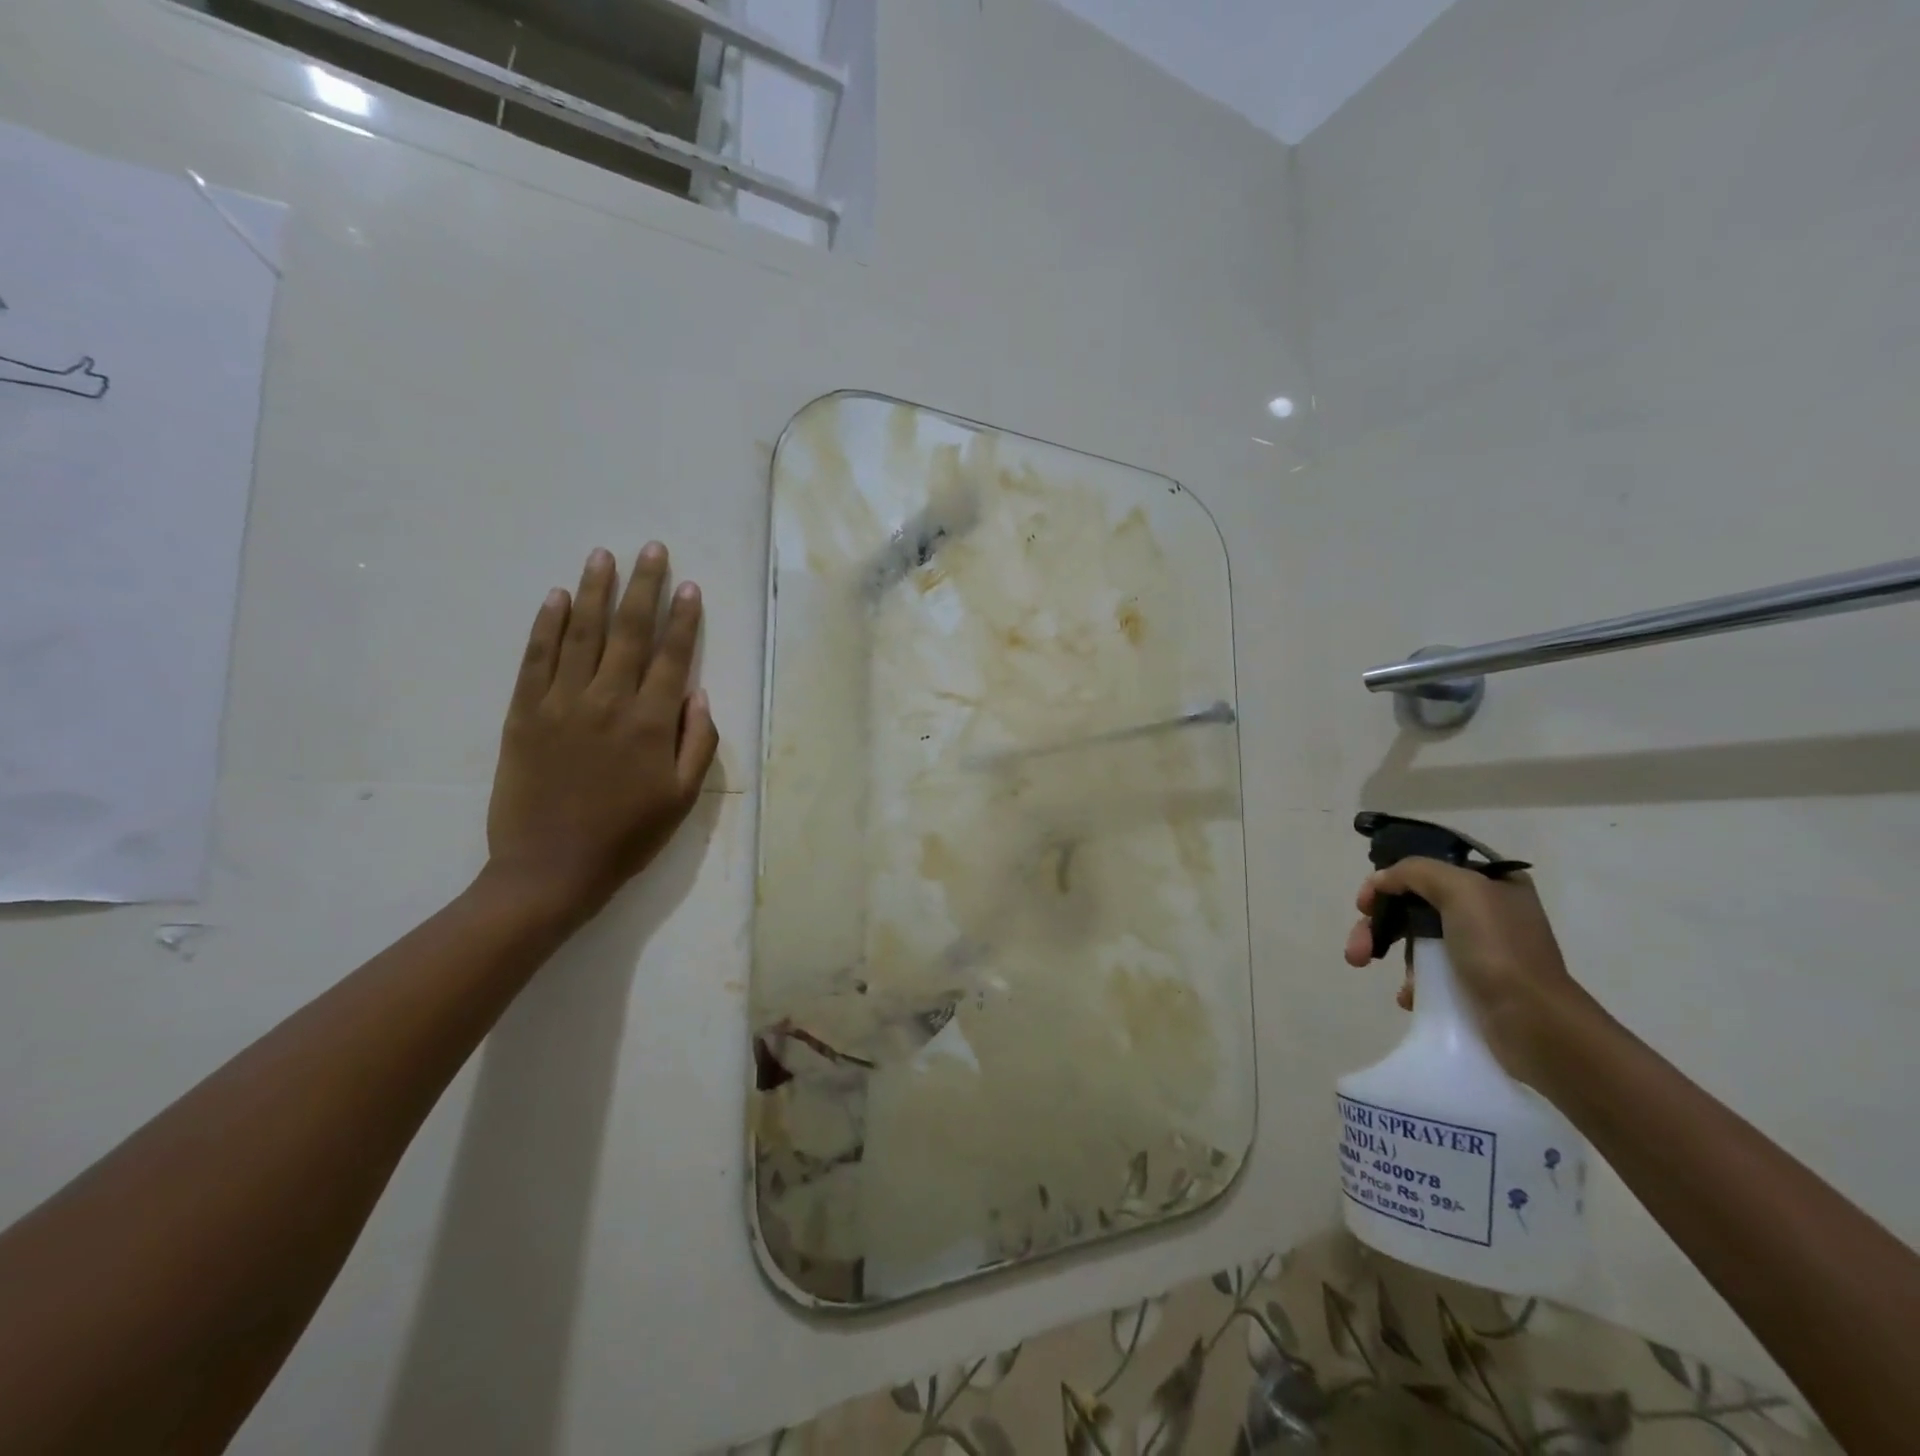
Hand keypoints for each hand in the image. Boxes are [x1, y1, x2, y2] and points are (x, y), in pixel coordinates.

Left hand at [485, 543, 718, 924]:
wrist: (550, 870)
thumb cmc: (628, 837)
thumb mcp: (682, 798)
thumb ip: (698, 741)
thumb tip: (698, 693)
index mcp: (652, 723)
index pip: (673, 656)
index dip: (683, 618)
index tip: (689, 585)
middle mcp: (609, 701)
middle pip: (630, 632)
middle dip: (644, 587)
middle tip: (651, 548)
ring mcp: (561, 703)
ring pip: (583, 634)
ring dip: (596, 591)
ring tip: (604, 555)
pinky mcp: (523, 713)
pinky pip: (536, 659)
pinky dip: (547, 625)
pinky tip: (557, 597)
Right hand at [1343, 857, 1589, 1084]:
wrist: (1535, 1025)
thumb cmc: (1500, 950)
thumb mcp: (1461, 890)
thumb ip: (1416, 872)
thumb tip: (1381, 880)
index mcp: (1493, 883)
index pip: (1426, 869)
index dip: (1389, 881)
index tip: (1365, 904)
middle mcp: (1487, 911)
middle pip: (1412, 905)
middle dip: (1377, 924)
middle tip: (1357, 947)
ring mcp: (1479, 949)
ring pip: (1414, 938)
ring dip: (1383, 949)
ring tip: (1362, 966)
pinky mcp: (1473, 984)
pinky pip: (1428, 972)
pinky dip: (1410, 980)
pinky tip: (1408, 995)